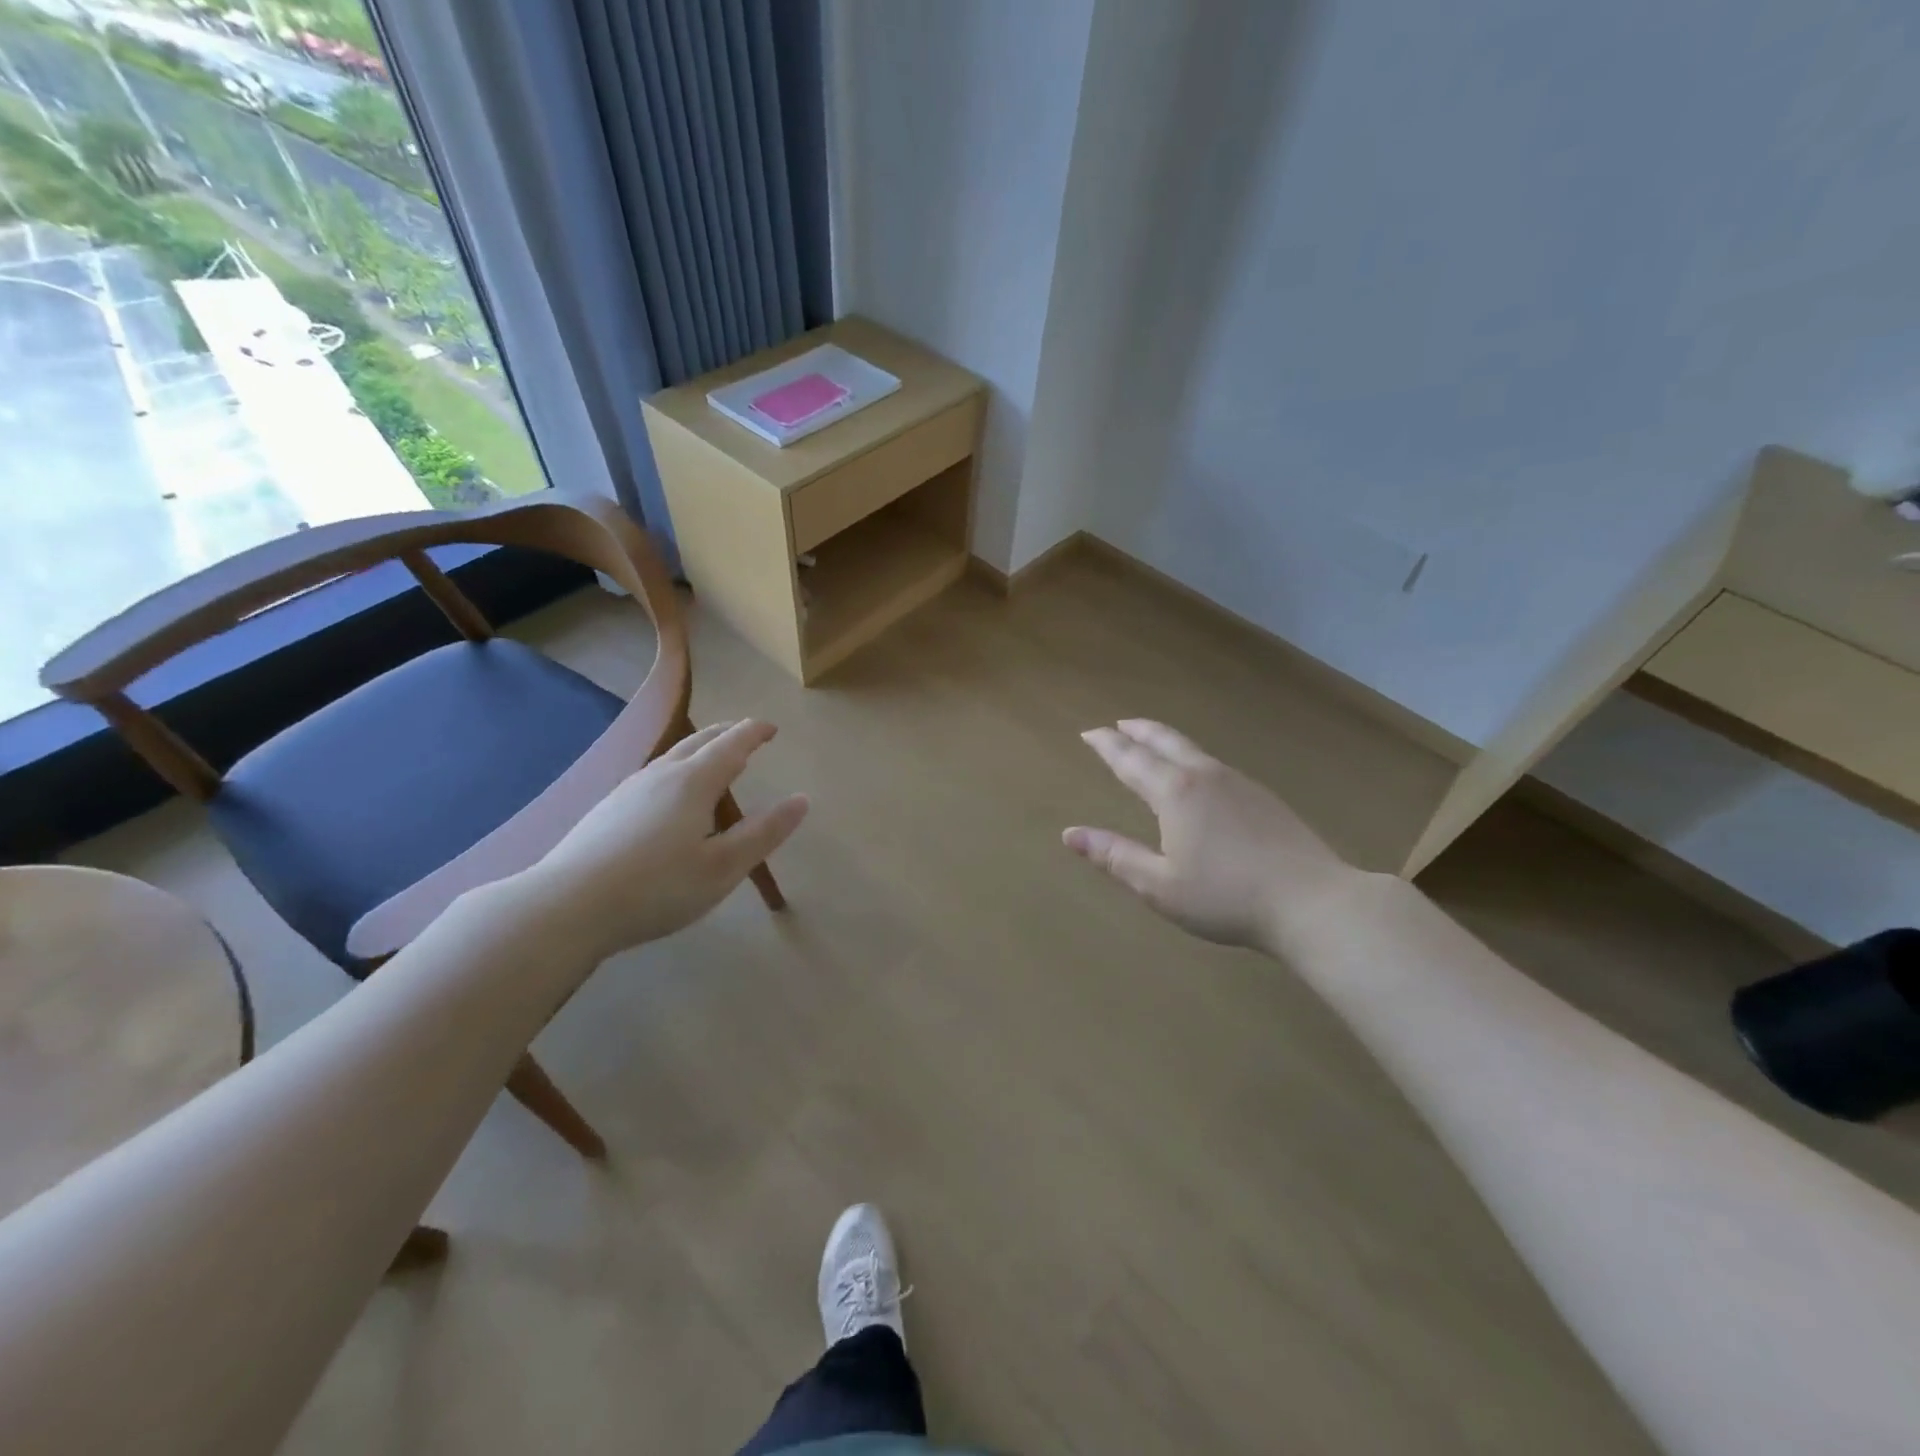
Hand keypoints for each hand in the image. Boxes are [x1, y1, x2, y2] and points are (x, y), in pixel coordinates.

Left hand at [522, 720, 807, 958]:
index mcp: (694, 782)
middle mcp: (661, 774)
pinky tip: (670, 792)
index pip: (732, 744)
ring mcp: (630, 788)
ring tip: (714, 758)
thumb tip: (801, 799)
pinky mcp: (608, 807)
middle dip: (728, 733)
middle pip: (700, 740)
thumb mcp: (722, 867)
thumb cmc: (656, 888)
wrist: (566, 906)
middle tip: (747, 734)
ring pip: (673, 755)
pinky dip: (678, 767)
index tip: (772, 728)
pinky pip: (655, 772)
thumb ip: (764, 833)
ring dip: (701, 748)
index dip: (755, 733)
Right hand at [1065, 720, 1356, 952]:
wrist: (1312, 902)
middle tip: (1118, 724)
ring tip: (1152, 742)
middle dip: (1137, 730)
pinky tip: (1199, 776)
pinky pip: (1214, 764)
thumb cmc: (1226, 897)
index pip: (1130, 759)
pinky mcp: (1263, 797)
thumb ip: (1115, 856)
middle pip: (1165, 740)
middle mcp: (1205, 776)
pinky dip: (1191, 757)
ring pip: (1193, 749)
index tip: (1089, 733)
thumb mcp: (1159, 885)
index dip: (1106, 745)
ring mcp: (1239, 783)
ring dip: (1165, 740)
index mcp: (1174, 793)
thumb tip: (1070, 834)